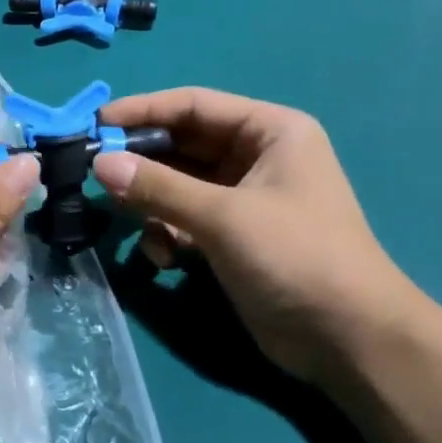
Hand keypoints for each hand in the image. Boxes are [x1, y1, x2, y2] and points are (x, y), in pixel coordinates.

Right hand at [92, 88, 416, 380]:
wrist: (347, 337)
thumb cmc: (294, 256)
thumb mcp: (223, 216)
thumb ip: (158, 187)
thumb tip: (99, 162)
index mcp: (269, 132)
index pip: (194, 105)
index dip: (143, 111)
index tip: (95, 124)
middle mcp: (256, 158)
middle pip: (182, 146)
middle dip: (141, 163)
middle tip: (94, 175)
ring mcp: (244, 200)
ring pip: (178, 187)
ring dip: (151, 205)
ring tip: (127, 222)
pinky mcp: (232, 238)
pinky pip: (185, 221)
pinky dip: (167, 234)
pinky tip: (162, 258)